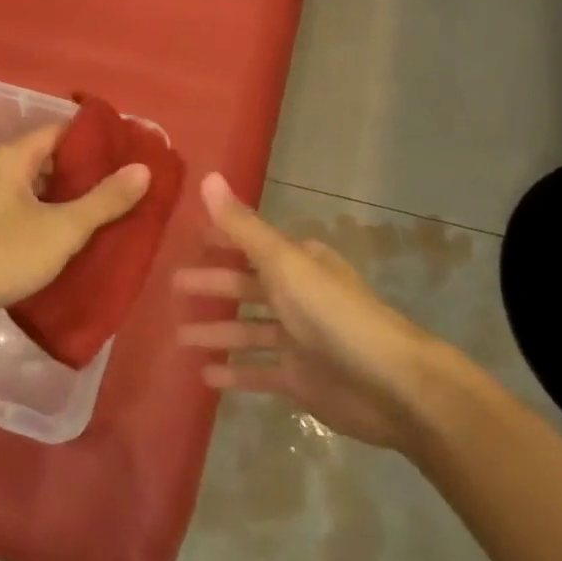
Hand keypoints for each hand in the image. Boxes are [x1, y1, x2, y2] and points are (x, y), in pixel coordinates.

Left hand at [0, 124, 150, 318]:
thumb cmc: (1, 253)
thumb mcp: (62, 228)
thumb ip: (104, 200)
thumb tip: (143, 169)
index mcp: (15, 157)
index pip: (63, 132)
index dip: (97, 141)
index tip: (129, 154)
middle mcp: (0, 170)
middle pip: (51, 160)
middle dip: (88, 173)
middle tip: (125, 186)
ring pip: (40, 189)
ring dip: (70, 199)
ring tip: (108, 212)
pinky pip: (27, 212)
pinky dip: (51, 218)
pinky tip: (74, 238)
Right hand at [175, 173, 452, 451]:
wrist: (390, 383)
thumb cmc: (332, 313)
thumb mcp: (283, 262)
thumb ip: (242, 226)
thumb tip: (208, 176)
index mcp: (297, 263)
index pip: (250, 245)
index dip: (221, 241)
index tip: (188, 242)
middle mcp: (297, 296)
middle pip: (245, 288)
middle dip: (211, 286)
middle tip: (171, 287)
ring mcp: (298, 340)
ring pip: (247, 330)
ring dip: (215, 332)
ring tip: (178, 336)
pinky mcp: (300, 379)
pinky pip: (259, 371)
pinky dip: (234, 372)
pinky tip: (204, 376)